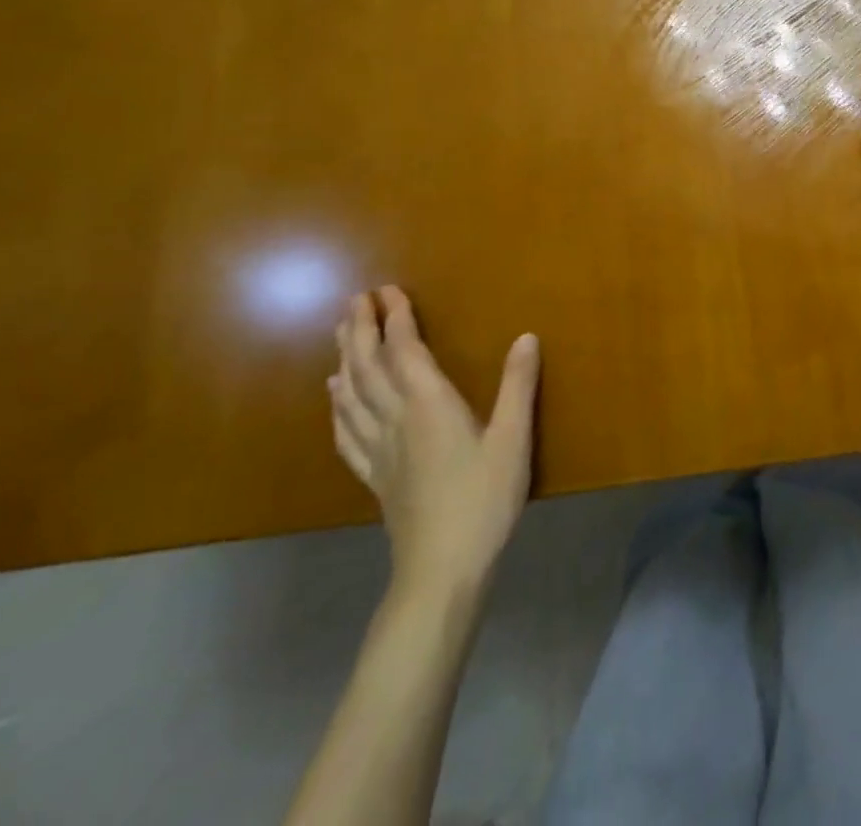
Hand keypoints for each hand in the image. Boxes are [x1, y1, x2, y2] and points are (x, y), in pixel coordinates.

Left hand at [329, 286, 540, 605]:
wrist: (442, 569)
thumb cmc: (483, 499)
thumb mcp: (513, 439)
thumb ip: (518, 385)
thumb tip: (526, 336)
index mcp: (429, 404)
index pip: (405, 350)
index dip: (396, 317)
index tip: (387, 289)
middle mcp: (396, 419)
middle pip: (369, 366)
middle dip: (360, 329)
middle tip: (354, 299)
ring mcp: (379, 449)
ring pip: (352, 394)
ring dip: (345, 358)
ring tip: (340, 332)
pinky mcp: (374, 476)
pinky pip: (347, 431)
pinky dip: (338, 406)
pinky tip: (334, 395)